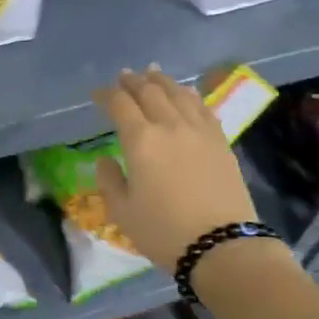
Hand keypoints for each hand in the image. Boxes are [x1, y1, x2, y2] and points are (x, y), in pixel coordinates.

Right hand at [92, 67, 266, 271]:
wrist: (221, 245)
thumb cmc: (163, 231)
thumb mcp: (122, 211)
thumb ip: (108, 180)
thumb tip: (105, 159)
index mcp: (140, 140)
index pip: (120, 104)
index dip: (106, 95)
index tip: (97, 94)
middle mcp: (170, 125)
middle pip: (150, 92)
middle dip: (133, 81)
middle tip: (124, 76)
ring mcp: (199, 130)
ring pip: (179, 94)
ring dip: (162, 81)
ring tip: (152, 73)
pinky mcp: (220, 141)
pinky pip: (202, 108)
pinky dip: (189, 95)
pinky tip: (186, 93)